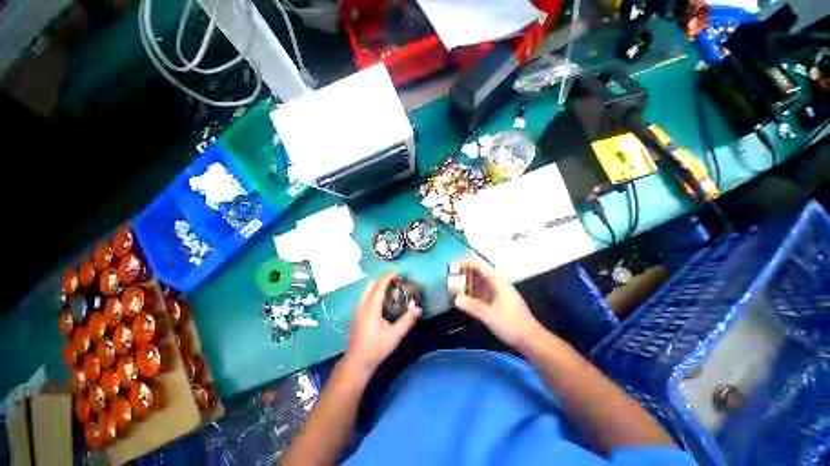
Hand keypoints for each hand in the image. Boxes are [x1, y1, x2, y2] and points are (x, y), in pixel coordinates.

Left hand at [345, 271, 420, 374]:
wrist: (357, 361)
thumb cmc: (376, 348)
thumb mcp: (395, 336)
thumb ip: (407, 321)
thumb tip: (418, 309)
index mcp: (371, 308)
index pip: (379, 287)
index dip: (388, 277)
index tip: (397, 271)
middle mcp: (362, 306)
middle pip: (371, 285)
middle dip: (382, 277)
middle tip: (394, 276)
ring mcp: (358, 310)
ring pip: (366, 290)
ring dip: (377, 283)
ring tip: (389, 283)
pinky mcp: (357, 314)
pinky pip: (365, 295)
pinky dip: (373, 290)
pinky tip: (381, 296)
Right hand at [454, 259, 545, 349]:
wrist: (531, 340)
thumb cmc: (510, 324)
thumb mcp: (489, 315)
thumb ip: (472, 306)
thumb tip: (456, 299)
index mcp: (499, 284)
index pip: (482, 267)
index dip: (468, 264)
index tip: (455, 265)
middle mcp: (499, 286)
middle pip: (482, 274)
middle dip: (467, 273)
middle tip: (452, 276)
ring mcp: (501, 295)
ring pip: (483, 285)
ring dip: (470, 284)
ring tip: (456, 285)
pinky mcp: (501, 304)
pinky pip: (485, 294)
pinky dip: (475, 293)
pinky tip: (467, 298)